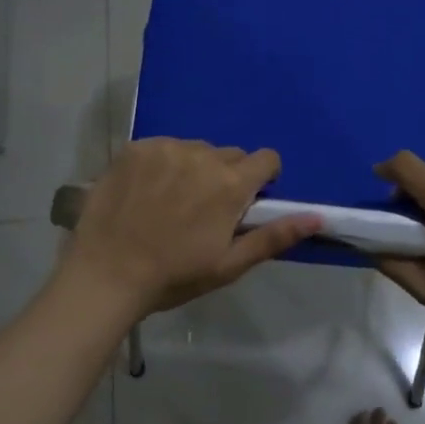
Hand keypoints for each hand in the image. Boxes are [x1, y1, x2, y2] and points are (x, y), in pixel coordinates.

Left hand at [61, 139, 320, 319]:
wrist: (106, 273)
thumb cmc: (173, 275)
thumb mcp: (229, 264)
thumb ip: (274, 236)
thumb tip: (318, 216)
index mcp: (231, 183)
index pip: (267, 159)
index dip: (262, 179)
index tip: (244, 203)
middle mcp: (203, 155)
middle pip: (230, 155)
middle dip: (226, 176)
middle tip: (203, 210)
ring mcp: (166, 148)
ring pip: (195, 150)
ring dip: (192, 168)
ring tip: (169, 202)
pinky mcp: (136, 147)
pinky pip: (162, 148)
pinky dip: (161, 165)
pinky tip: (145, 193)